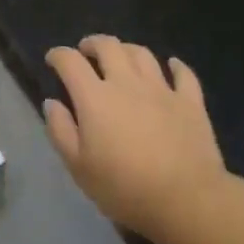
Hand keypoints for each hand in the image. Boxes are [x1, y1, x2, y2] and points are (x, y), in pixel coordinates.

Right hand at [44, 36, 228, 243]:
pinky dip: (176, 66)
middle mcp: (127, 82)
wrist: (187, 200)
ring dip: (127, 50)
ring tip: (121, 57)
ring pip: (142, 54)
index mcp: (95, 97)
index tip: (53, 60)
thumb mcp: (79, 168)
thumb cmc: (125, 188)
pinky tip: (172, 66)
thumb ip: (61, 131)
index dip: (58, 55)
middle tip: (86, 51)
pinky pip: (183, 74)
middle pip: (108, 46)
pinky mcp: (190, 102)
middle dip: (92, 43)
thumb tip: (52, 103)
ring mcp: (162, 89)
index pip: (70, 61)